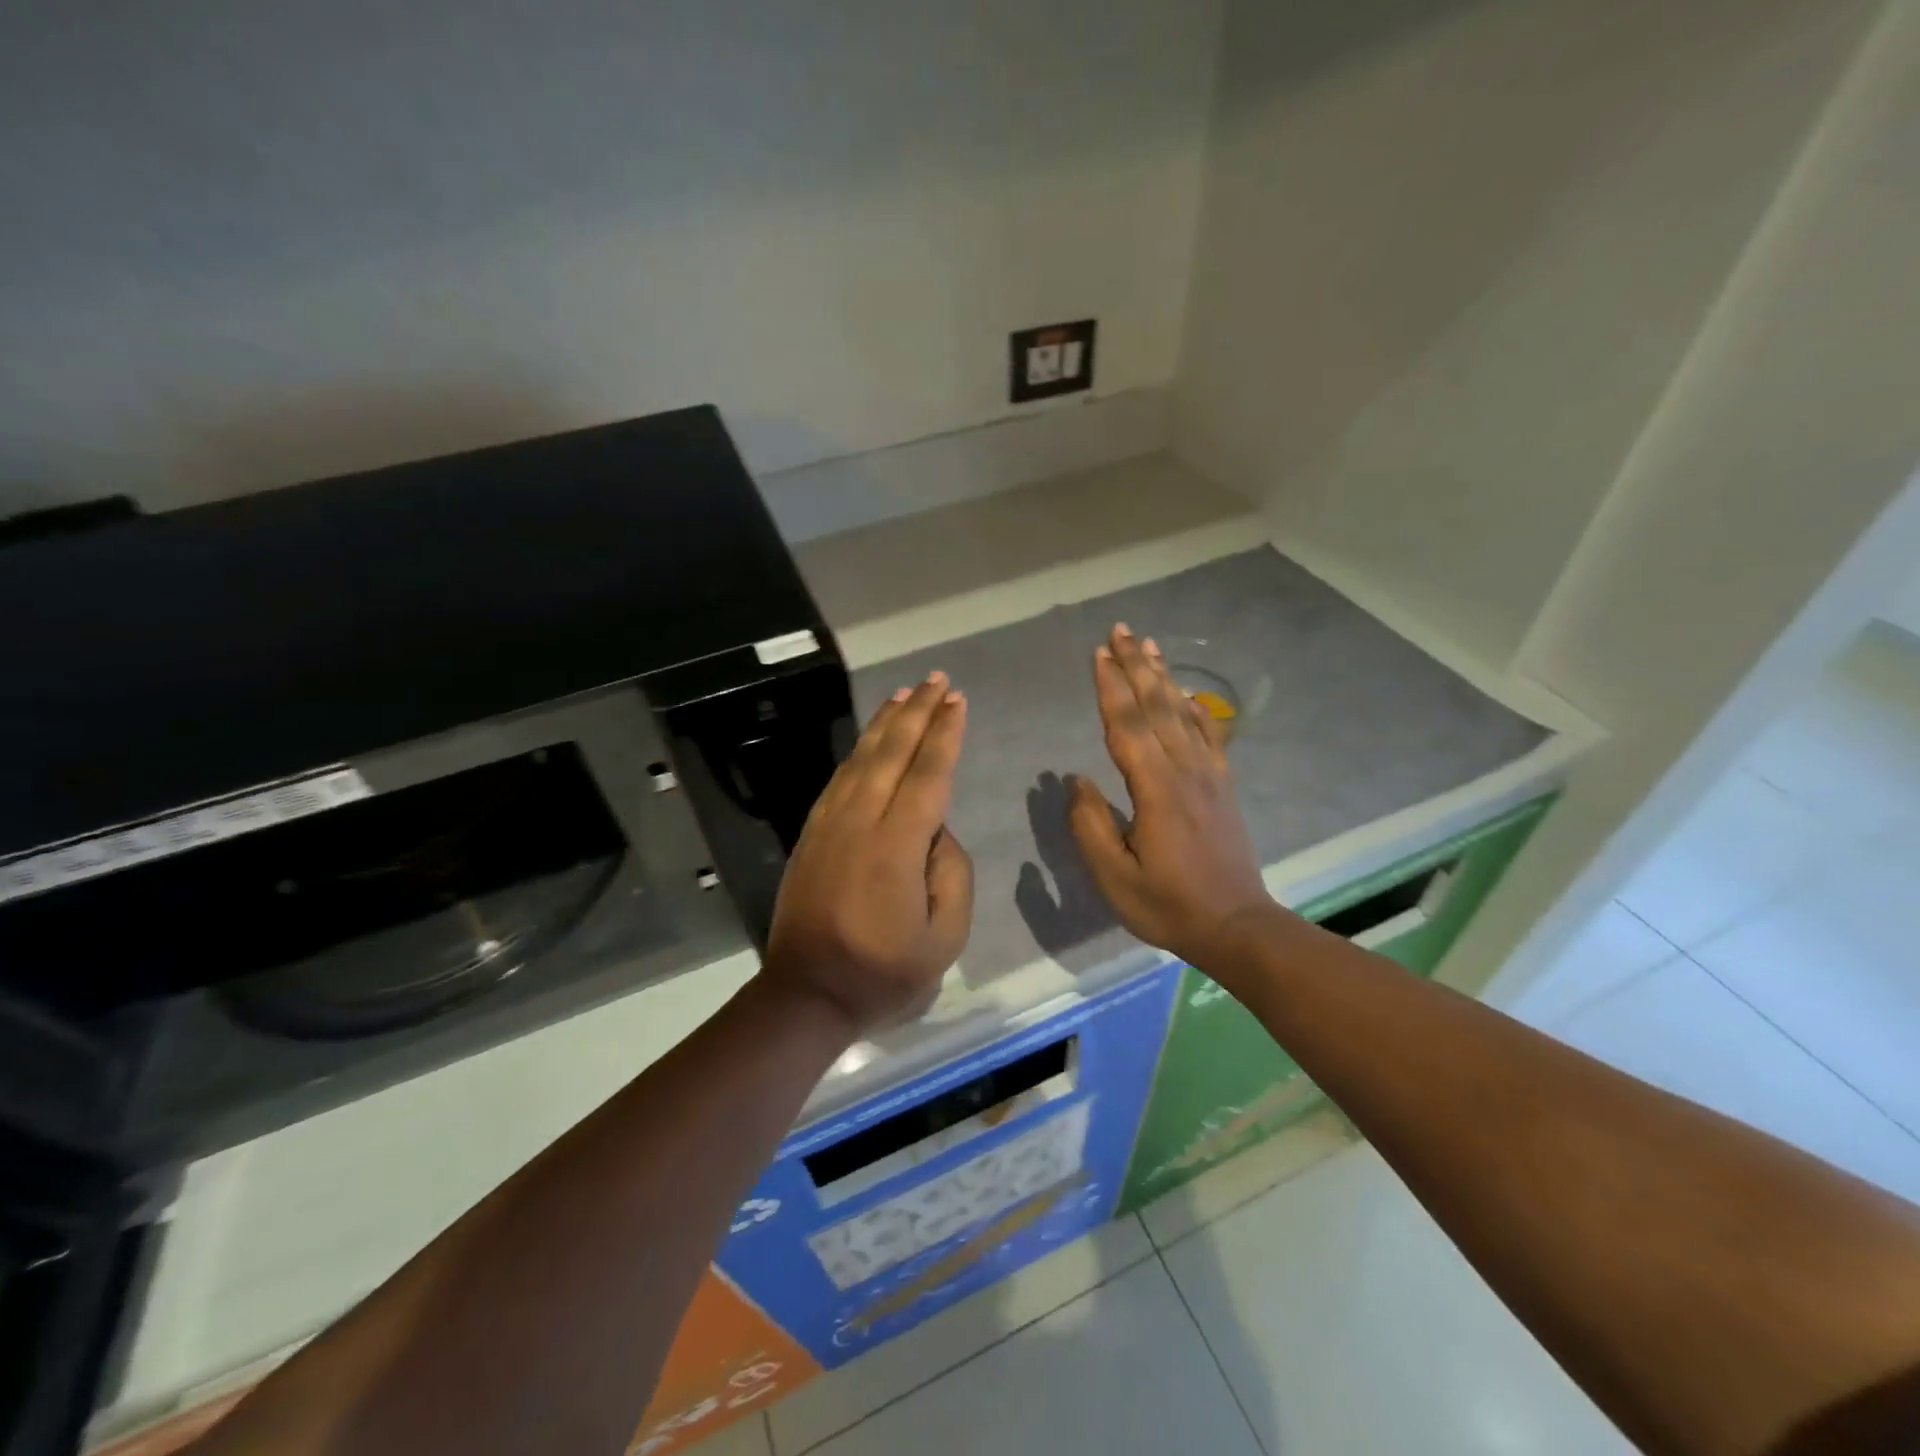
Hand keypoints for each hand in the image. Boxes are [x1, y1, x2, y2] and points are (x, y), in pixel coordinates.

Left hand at [763, 672, 974, 1036]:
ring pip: (861, 759)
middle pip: (892, 753)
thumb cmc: (883, 973)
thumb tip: (937, 832)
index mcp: (896, 846)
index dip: (944, 735)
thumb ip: (952, 875)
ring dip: (885, 723)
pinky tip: (871, 740)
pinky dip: (859, 751)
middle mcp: (860, 822)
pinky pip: (839, 779)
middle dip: (918, 712)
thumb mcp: (944, 938)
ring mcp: (829, 825)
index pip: (928, 775)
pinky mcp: (811, 834)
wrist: (805, 994)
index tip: (957, 702)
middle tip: (937, 680)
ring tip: (905, 695)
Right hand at [1068, 624, 1275, 966]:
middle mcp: (1185, 771)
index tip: (1098, 654)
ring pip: (1183, 713)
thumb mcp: (1115, 877)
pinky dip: (1196, 707)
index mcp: (1156, 790)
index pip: (1127, 727)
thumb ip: (1090, 826)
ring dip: (1163, 677)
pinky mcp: (1222, 786)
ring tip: (1148, 645)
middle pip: (1156, 707)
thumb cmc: (1168, 905)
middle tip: (1120, 631)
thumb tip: (1077, 781)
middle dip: (1135, 667)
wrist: (1236, 926)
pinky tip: (1188, 692)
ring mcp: (1209, 775)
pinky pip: (1209, 735)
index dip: (1110, 688)